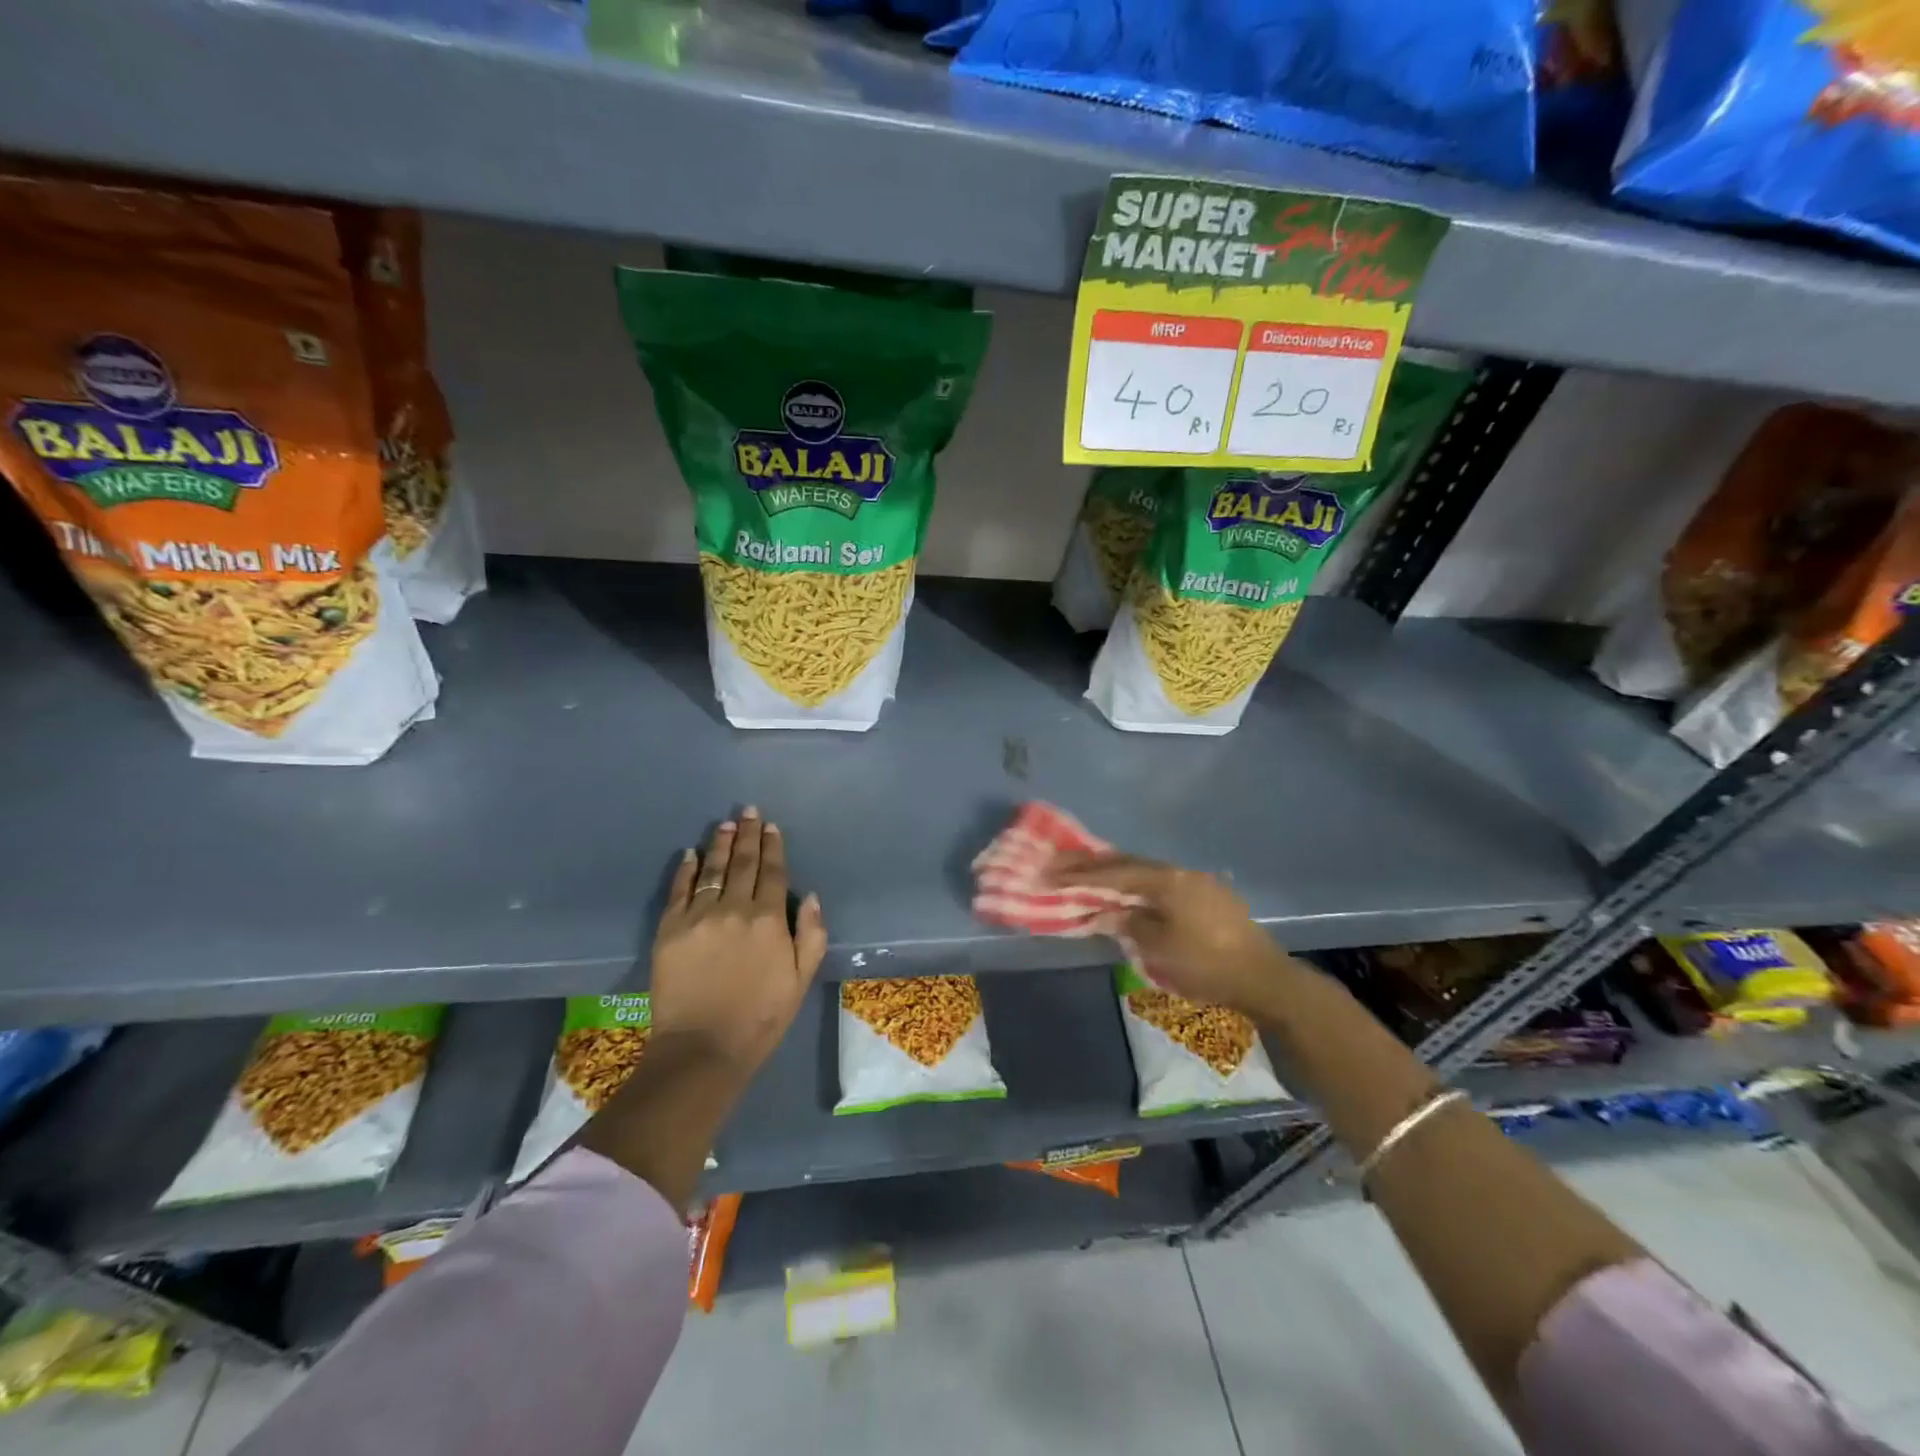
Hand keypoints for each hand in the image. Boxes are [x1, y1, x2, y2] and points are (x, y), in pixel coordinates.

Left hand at [649, 807, 827, 1073]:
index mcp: (769, 919)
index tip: (771, 826)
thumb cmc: (761, 1017)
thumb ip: (812, 935)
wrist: (702, 1048)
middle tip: (748, 811)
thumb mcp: (802, 980)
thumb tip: (812, 897)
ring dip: (719, 844)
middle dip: (747, 835)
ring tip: (725, 824)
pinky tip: (690, 854)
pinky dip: (685, 869)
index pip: (773, 873)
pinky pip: (679, 891)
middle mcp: (734, 909)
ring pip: (711, 870)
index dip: (773, 847)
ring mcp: (698, 917)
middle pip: (742, 863)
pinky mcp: (669, 930)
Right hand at [1050, 852, 1290, 1015]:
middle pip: (1128, 863)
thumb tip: (1112, 912)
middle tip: (1059, 864)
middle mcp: (1179, 872)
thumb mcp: (1158, 948)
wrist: (1265, 978)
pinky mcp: (1207, 896)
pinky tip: (1128, 894)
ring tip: (1087, 876)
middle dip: (1092, 865)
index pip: (1113, 872)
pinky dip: (1137, 885)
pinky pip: (1161, 883)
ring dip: (1115, 873)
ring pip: (1145, 871)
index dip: (1078, 873)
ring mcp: (1197, 882)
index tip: (1048, 871)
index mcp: (1165, 879)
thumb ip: (1129, 924)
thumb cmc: (1207, 964)